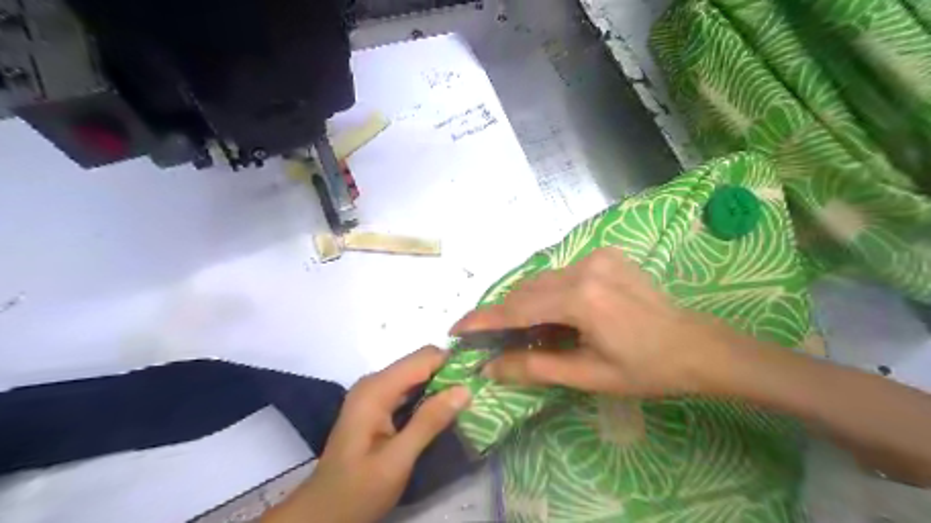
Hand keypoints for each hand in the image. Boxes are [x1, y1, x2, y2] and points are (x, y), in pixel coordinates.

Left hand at [260, 348, 468, 522]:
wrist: (323, 514)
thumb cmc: (358, 490)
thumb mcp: (397, 460)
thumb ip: (429, 422)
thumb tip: (465, 389)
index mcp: (376, 389)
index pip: (423, 358)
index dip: (453, 362)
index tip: (480, 376)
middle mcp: (374, 382)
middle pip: (420, 363)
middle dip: (449, 373)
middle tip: (477, 392)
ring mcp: (374, 393)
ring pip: (417, 375)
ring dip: (441, 385)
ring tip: (468, 399)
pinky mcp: (377, 405)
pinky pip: (409, 389)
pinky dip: (429, 395)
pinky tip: (446, 409)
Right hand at [451, 247, 733, 397]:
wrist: (698, 346)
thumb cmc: (647, 369)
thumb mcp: (589, 376)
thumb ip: (535, 368)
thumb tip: (489, 368)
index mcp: (581, 298)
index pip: (518, 308)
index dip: (484, 319)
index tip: (456, 328)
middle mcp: (584, 268)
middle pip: (527, 290)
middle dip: (503, 312)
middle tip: (485, 336)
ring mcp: (596, 257)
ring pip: (543, 280)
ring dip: (525, 303)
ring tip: (518, 330)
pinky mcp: (605, 255)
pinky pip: (562, 274)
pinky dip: (547, 293)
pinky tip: (553, 314)